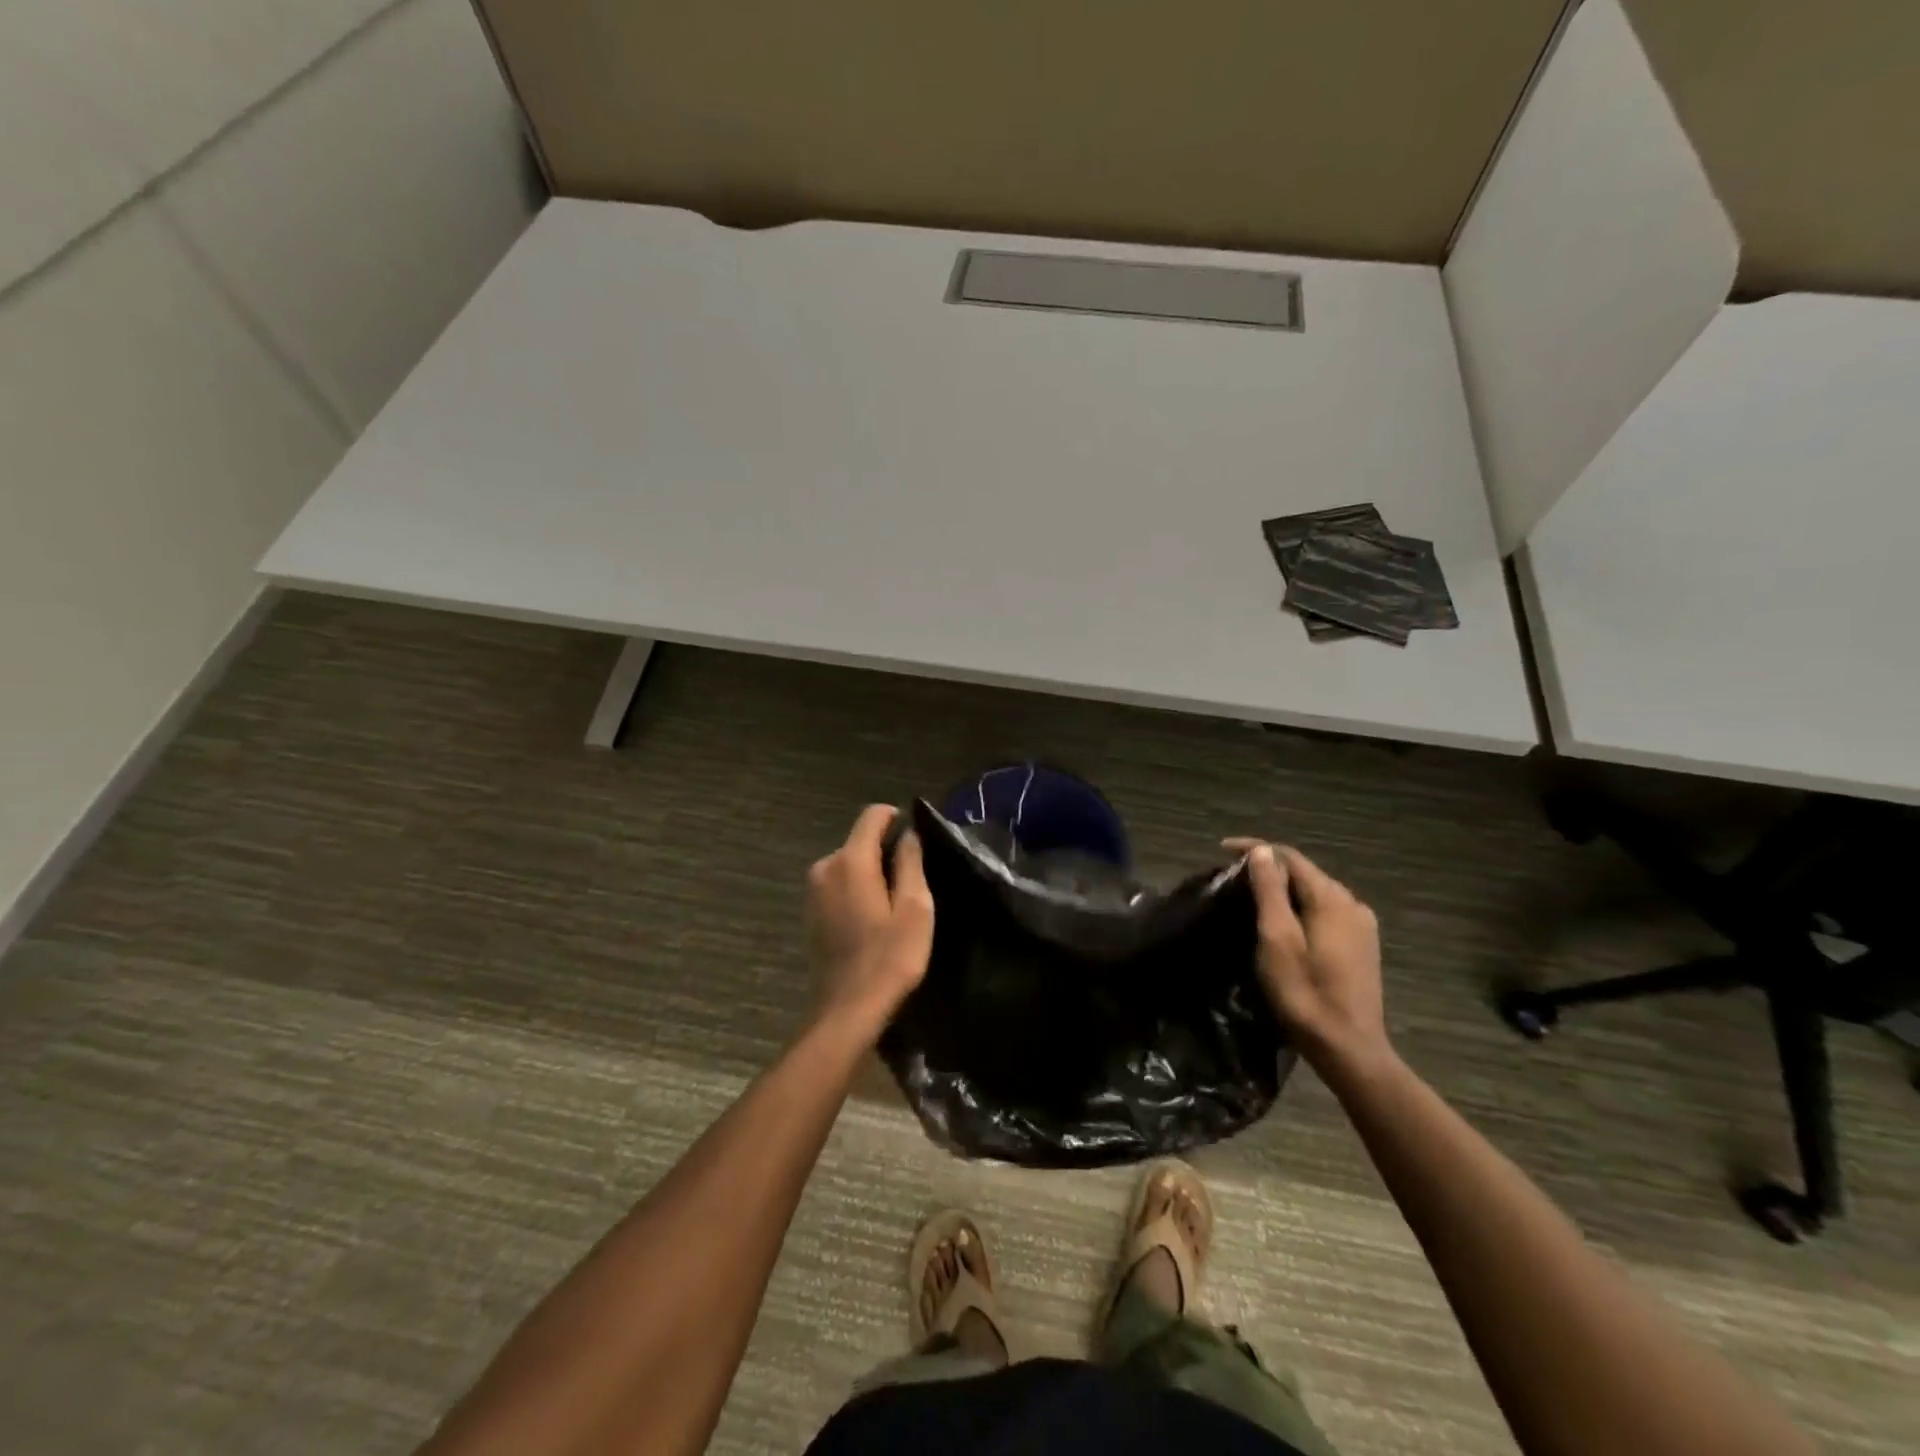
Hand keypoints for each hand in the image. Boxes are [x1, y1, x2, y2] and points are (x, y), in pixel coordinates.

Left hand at [805, 805, 934, 1037]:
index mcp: (850, 860)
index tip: (915, 841)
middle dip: (885, 852)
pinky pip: (838, 886)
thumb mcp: (915, 908)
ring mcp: (812, 891)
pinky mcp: (809, 913)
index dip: (896, 818)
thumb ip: (910, 862)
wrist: (847, 1011)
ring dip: (870, 874)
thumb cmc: (889, 958)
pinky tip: (872, 921)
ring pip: (848, 864)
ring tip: (894, 906)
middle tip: (912, 884)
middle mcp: (825, 867)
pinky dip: (855, 892)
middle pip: (859, 841)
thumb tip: (907, 833)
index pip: (872, 815)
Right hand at [1225, 839, 1390, 1075]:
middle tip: (1231, 877)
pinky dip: (1298, 907)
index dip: (1255, 848)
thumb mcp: (1277, 938)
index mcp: (1332, 898)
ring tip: (1250, 897)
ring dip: (1283, 889)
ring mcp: (1361, 926)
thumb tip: (1262, 851)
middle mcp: (1352, 904)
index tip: (1221, 850)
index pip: (1290, 856)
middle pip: (1304, 873)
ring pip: (1314, 893)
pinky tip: (1282, 922)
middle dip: (1268, 868)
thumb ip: (1270, 890)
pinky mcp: (1361, 947)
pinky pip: (1324, 912)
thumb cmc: (1305, 992)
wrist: (1348, 1049)